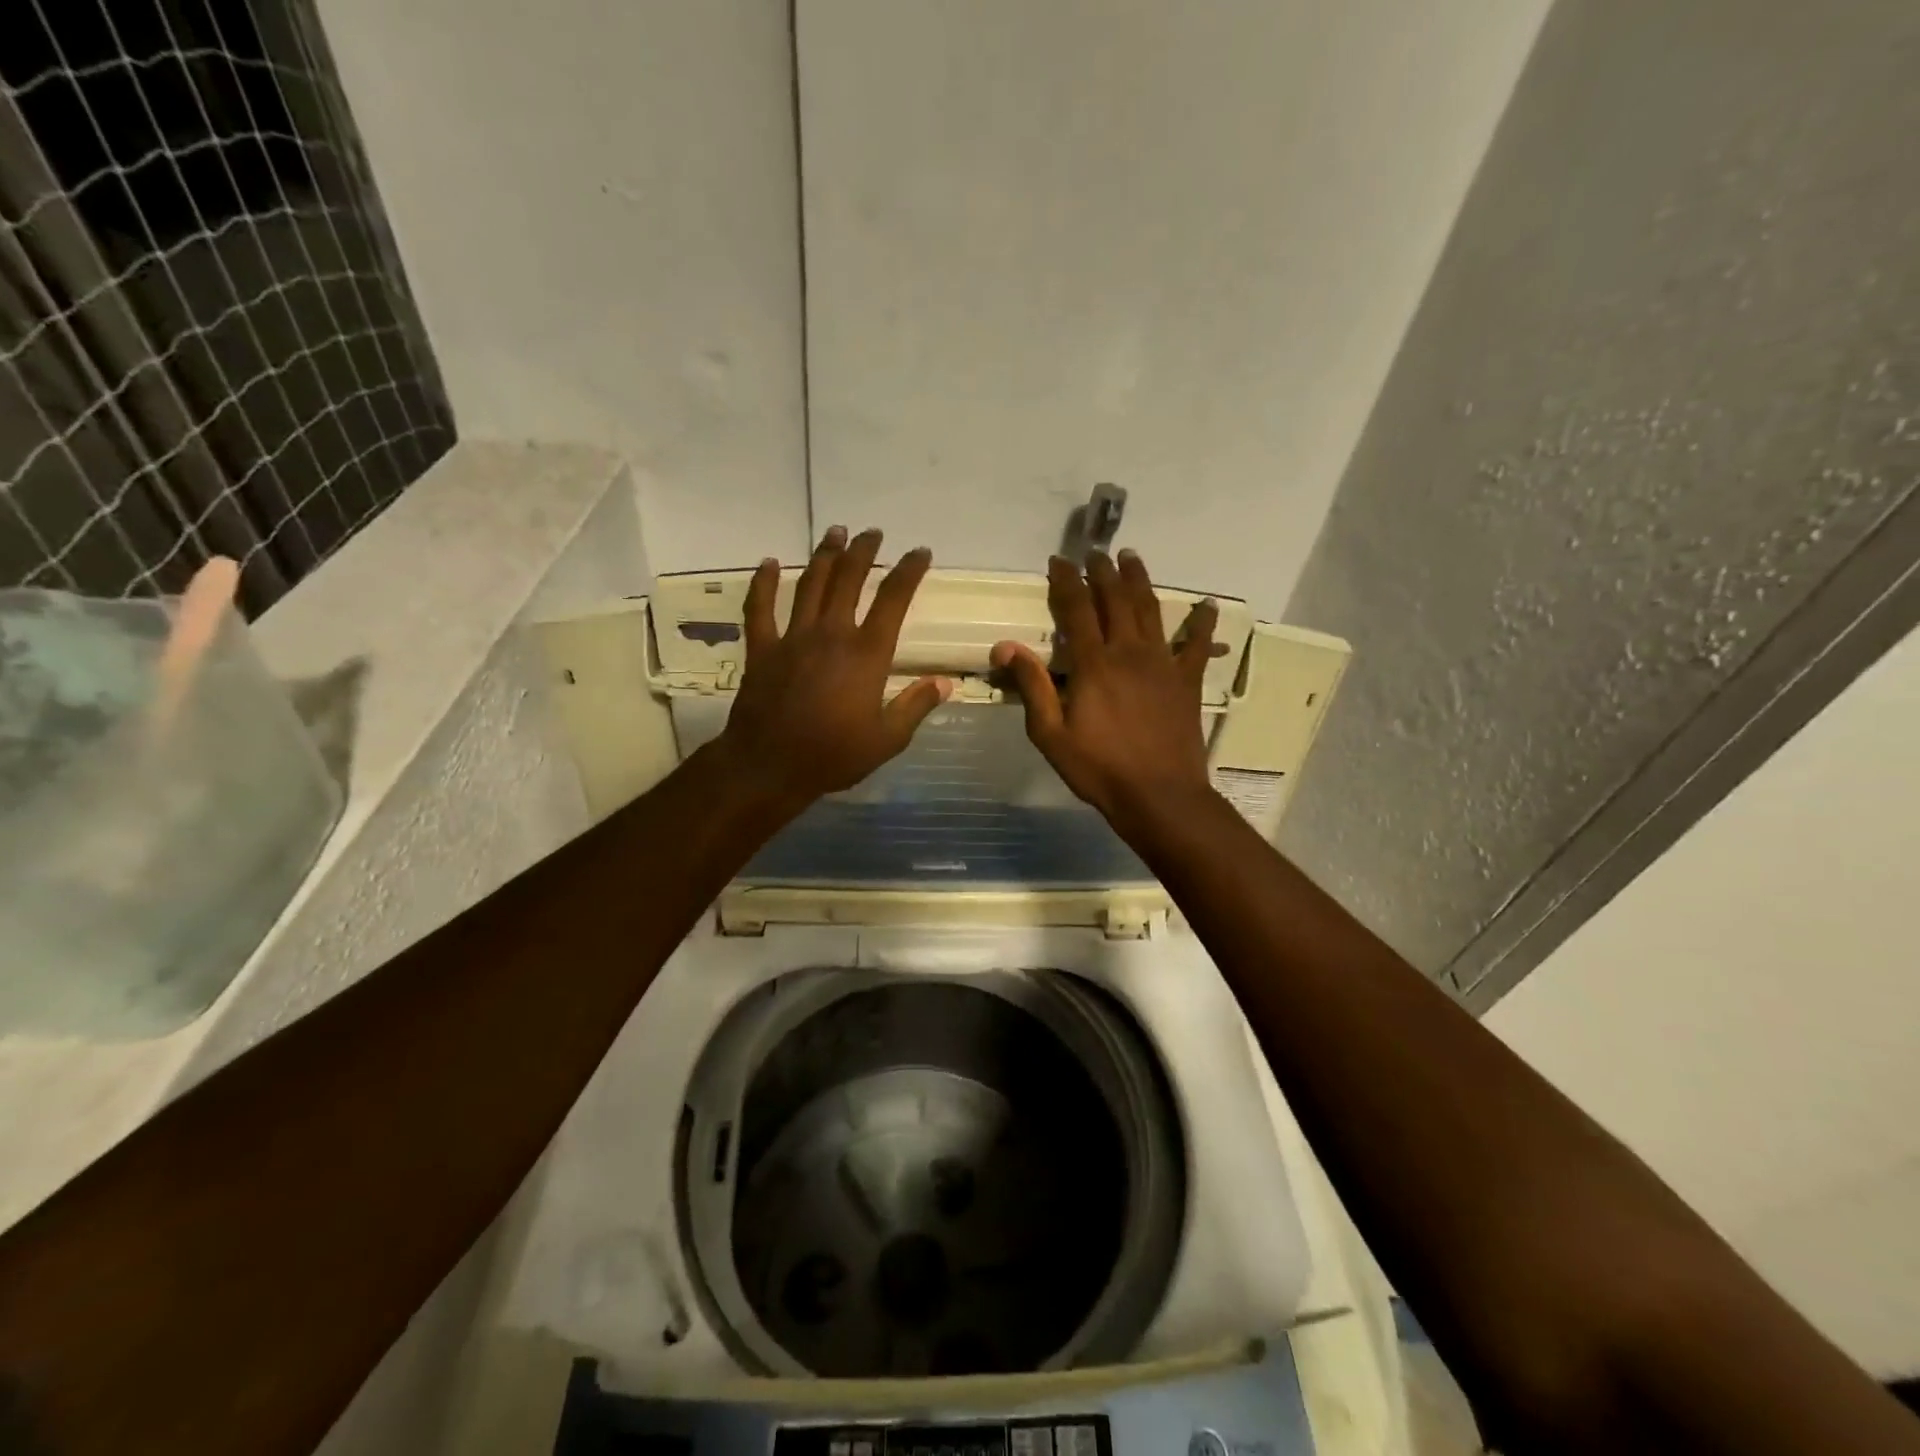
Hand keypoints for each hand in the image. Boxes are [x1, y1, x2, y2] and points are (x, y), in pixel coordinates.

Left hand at [716, 526, 950, 809]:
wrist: (769, 766)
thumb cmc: (834, 755)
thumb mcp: (888, 739)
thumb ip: (916, 706)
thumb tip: (946, 683)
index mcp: (866, 654)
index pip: (893, 600)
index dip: (909, 571)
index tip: (920, 553)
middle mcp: (831, 634)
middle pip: (849, 579)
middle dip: (863, 552)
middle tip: (873, 533)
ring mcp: (793, 637)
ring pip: (810, 584)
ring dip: (824, 555)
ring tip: (835, 532)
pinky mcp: (762, 649)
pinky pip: (760, 608)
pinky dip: (764, 583)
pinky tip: (770, 563)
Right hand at [991, 550, 1219, 834]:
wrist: (1159, 795)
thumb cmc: (1099, 768)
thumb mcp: (1051, 734)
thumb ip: (1032, 687)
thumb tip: (1005, 646)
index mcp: (1094, 663)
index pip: (1076, 609)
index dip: (1066, 581)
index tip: (1059, 561)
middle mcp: (1129, 652)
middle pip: (1115, 600)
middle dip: (1103, 572)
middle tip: (1096, 553)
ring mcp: (1163, 663)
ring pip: (1151, 610)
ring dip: (1140, 580)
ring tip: (1132, 557)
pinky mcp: (1186, 681)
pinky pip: (1197, 645)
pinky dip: (1202, 623)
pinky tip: (1208, 605)